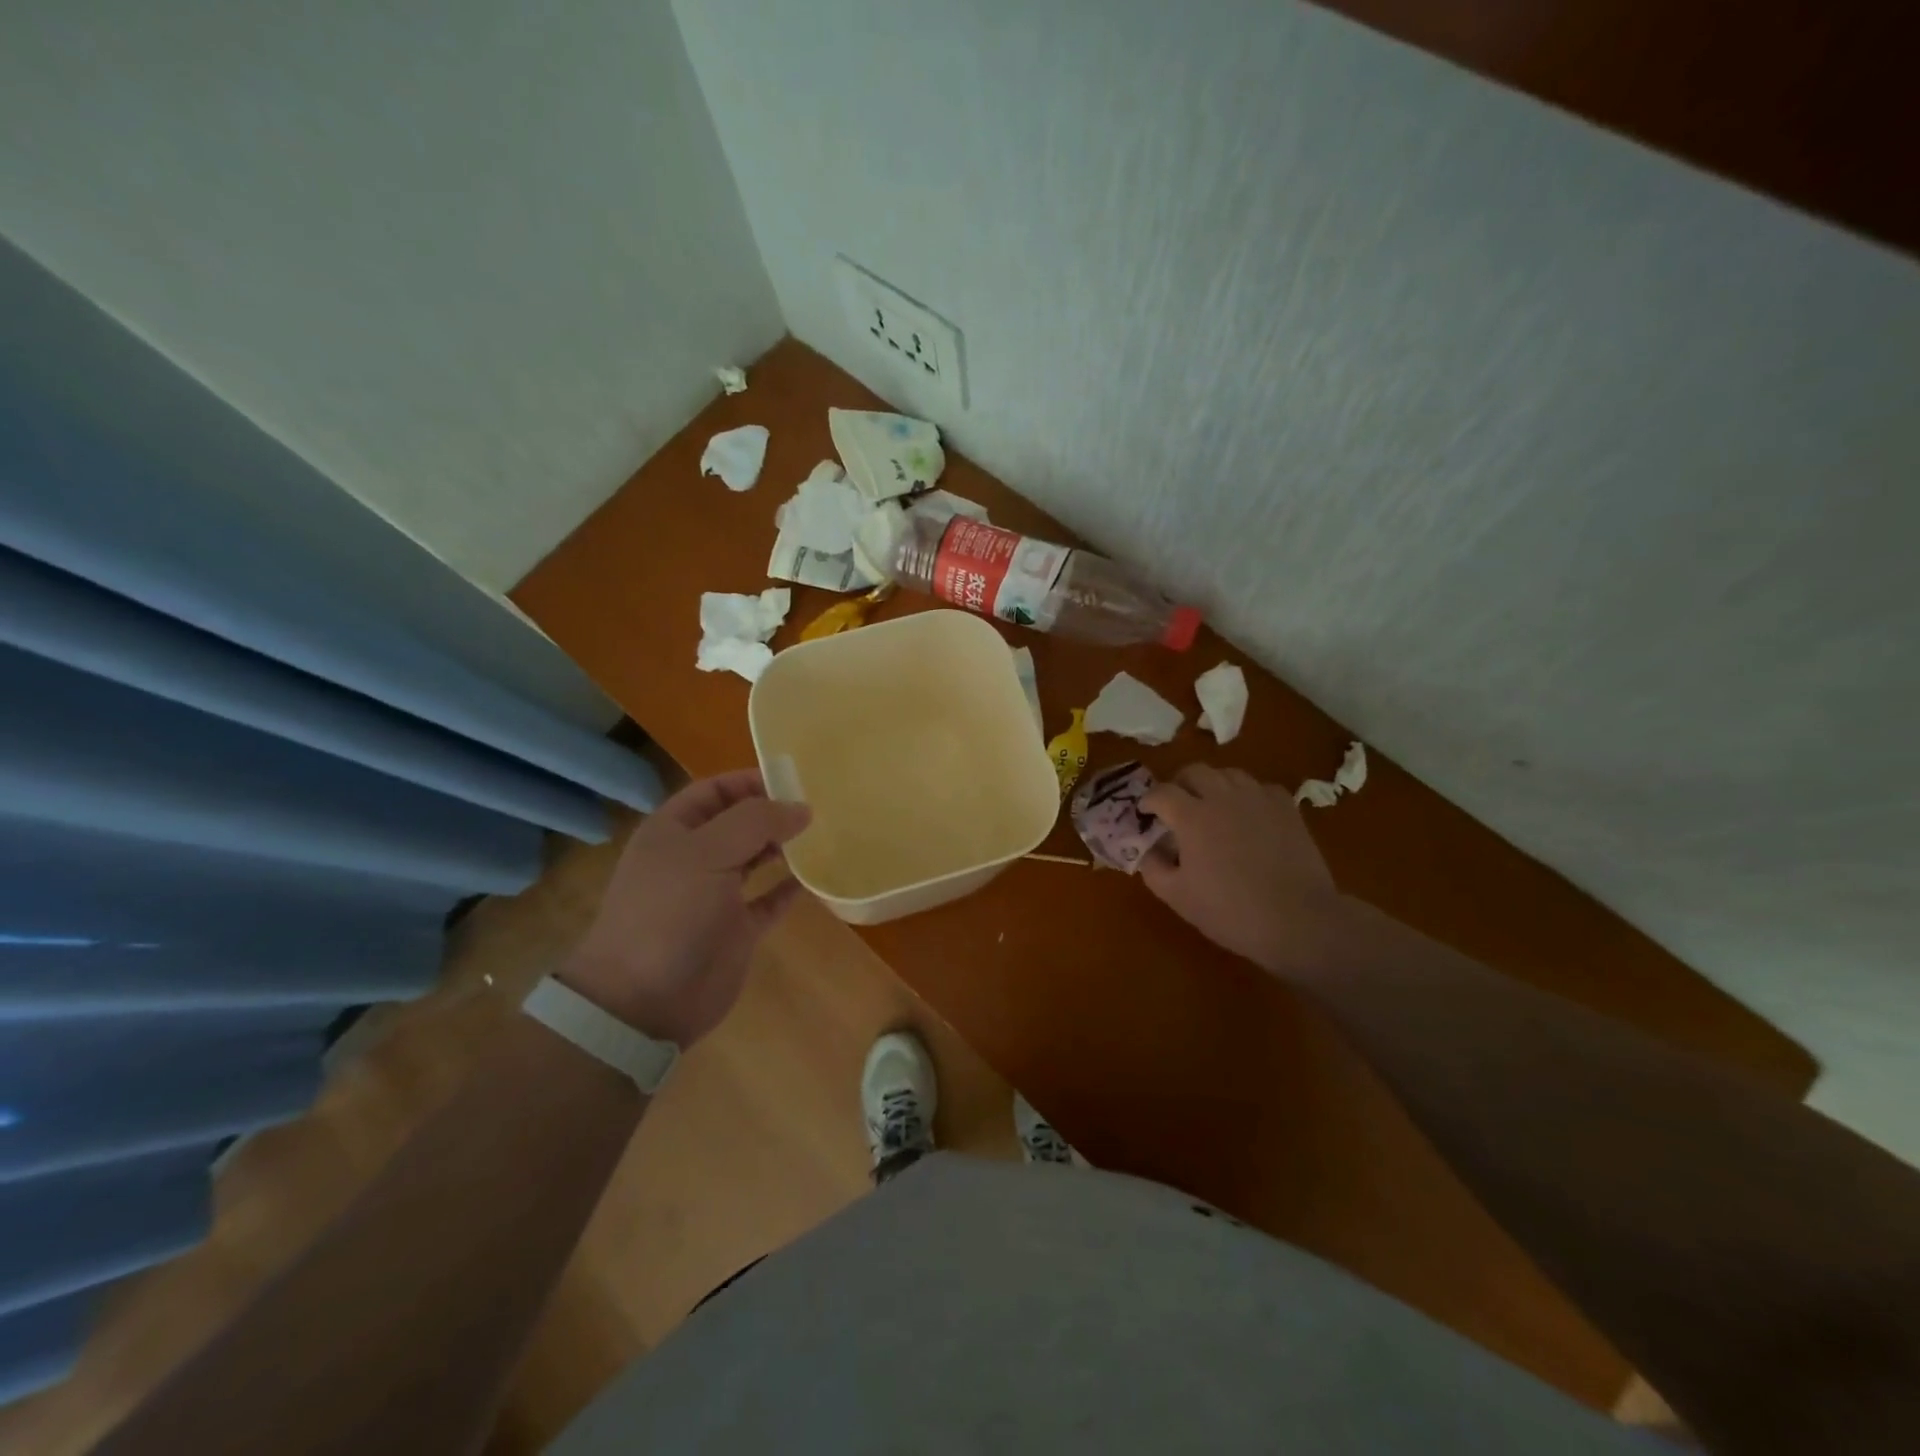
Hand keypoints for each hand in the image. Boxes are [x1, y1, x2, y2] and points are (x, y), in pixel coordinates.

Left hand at [561, 770, 811, 1045]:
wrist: (644, 1000)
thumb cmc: (669, 912)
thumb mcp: (708, 853)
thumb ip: (756, 821)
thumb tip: (801, 807)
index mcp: (674, 831)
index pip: (715, 790)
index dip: (751, 781)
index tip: (795, 780)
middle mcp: (694, 858)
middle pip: (739, 822)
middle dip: (773, 812)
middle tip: (820, 807)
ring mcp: (715, 895)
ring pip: (755, 858)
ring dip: (784, 847)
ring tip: (822, 835)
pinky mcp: (736, 929)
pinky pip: (768, 900)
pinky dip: (789, 888)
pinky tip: (814, 878)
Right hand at [1140, 763, 1344, 974]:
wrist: (1298, 920)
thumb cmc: (1230, 911)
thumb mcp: (1177, 896)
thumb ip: (1152, 867)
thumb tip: (1148, 849)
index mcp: (1192, 816)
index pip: (1161, 792)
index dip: (1148, 800)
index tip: (1145, 813)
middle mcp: (1223, 797)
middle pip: (1195, 771)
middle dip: (1179, 784)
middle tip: (1176, 806)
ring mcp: (1258, 798)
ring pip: (1228, 773)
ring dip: (1213, 784)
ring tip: (1211, 806)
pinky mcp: (1286, 808)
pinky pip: (1260, 787)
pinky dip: (1247, 794)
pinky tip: (1248, 814)